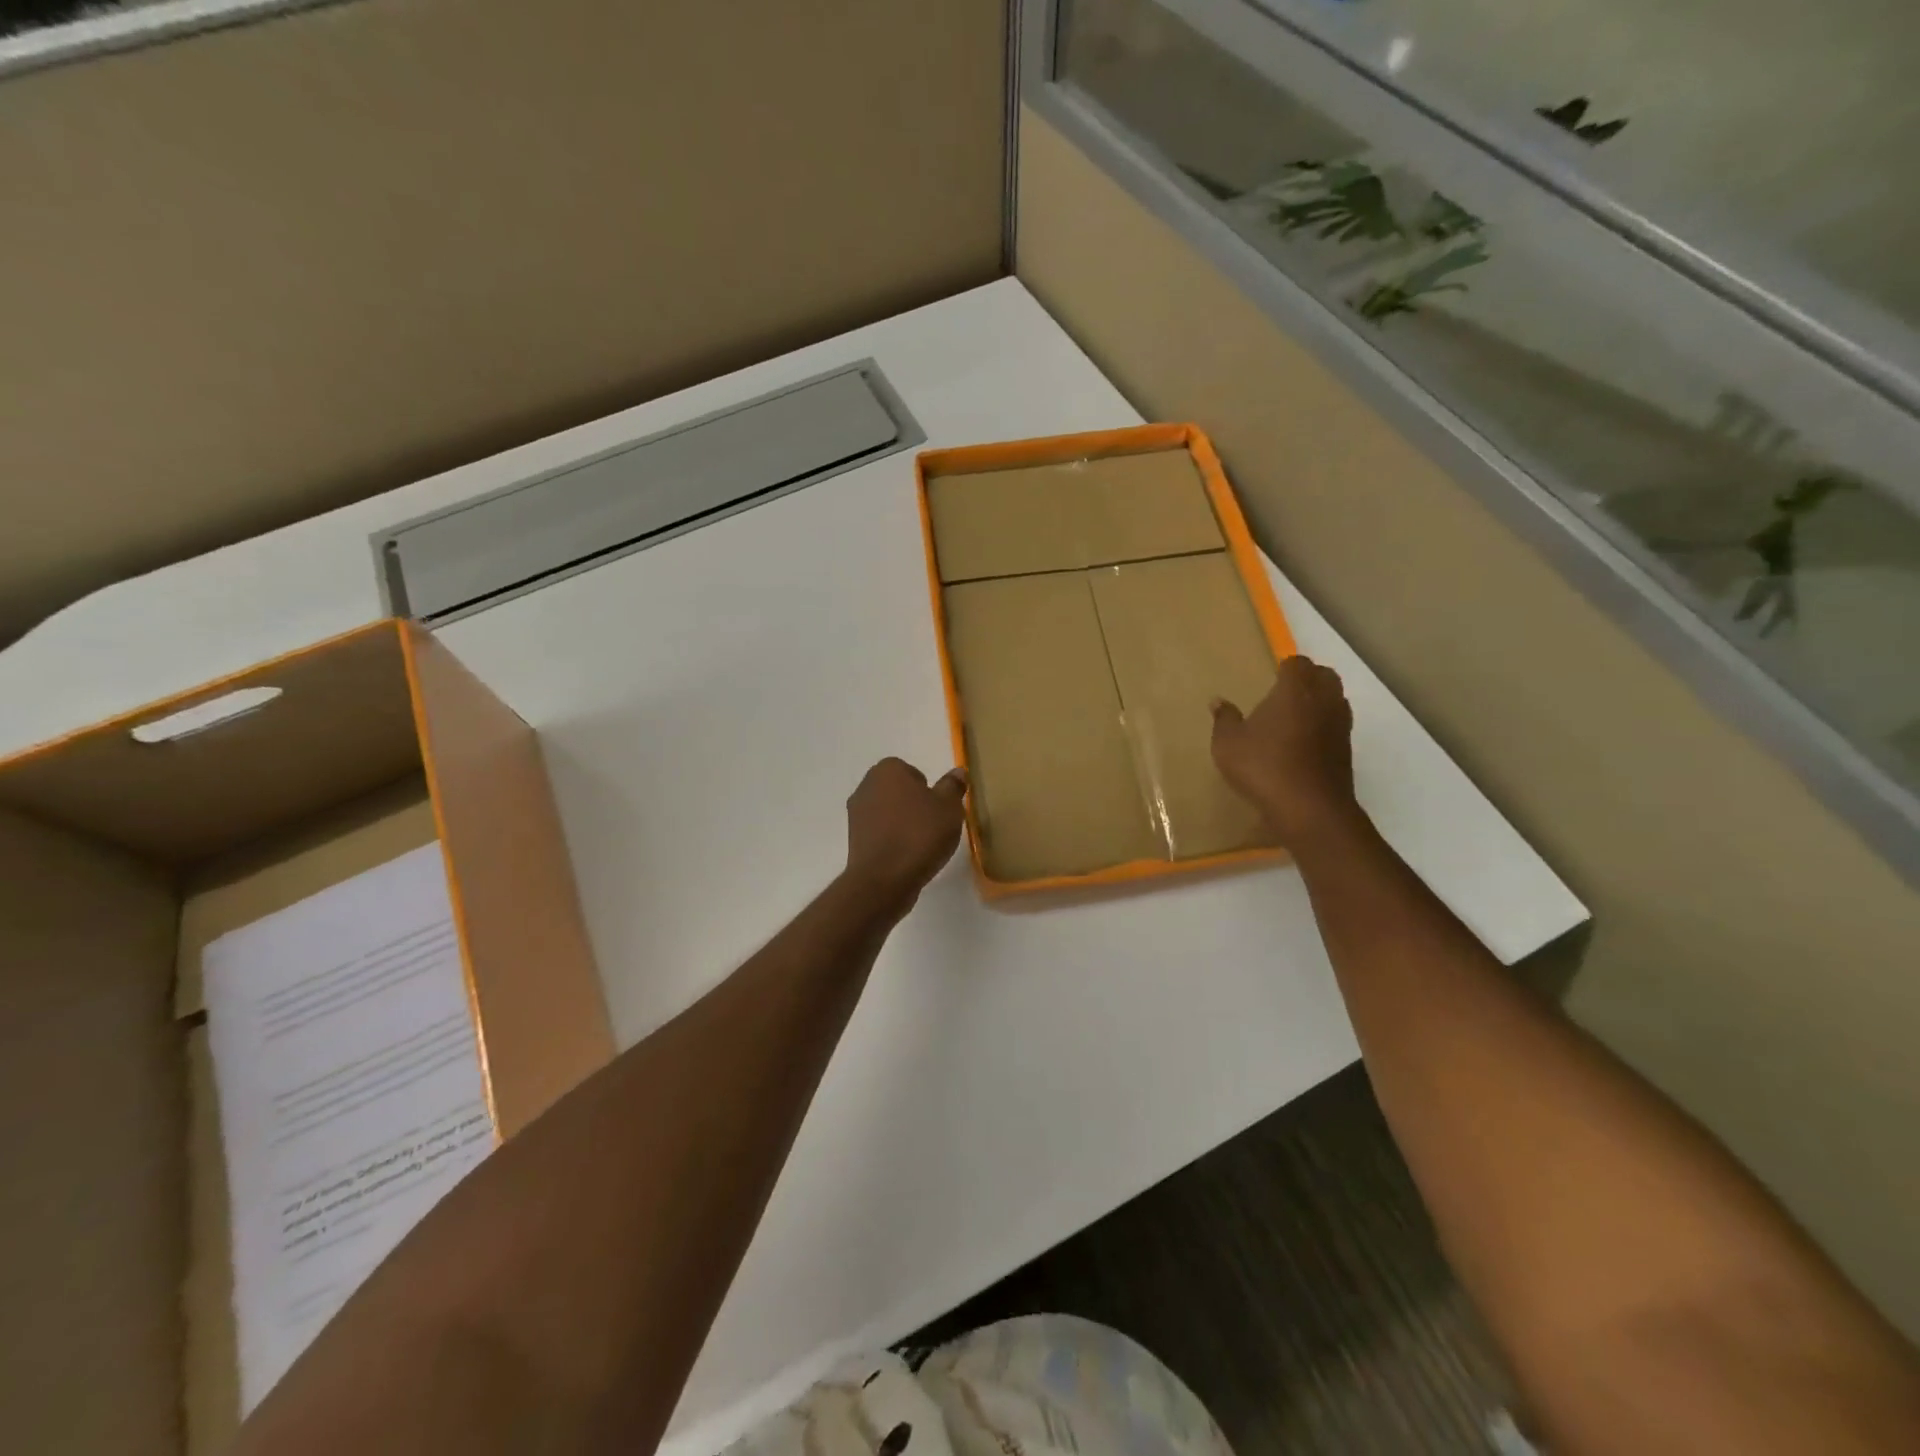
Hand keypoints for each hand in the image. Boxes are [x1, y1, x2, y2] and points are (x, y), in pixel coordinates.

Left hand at [844, 758, 967, 911]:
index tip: (938, 809)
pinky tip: (906, 857)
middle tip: (933, 825)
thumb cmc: (919, 834)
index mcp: (888, 770)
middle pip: (897, 791)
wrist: (884, 879)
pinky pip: (879, 833)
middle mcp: (866, 786)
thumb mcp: (949, 808)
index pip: (911, 771)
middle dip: (914, 805)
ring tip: (921, 844)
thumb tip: (958, 771)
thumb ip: (953, 787)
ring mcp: (856, 814)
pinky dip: (891, 840)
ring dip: (902, 823)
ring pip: (887, 812)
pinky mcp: (853, 840)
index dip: (927, 789)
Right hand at [1211, 656, 1362, 846]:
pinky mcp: (1346, 750)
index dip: (1285, 667)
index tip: (1270, 678)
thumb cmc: (1264, 767)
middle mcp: (1323, 700)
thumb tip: (1218, 701)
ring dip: (1318, 702)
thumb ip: (1224, 719)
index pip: (1297, 663)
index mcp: (1294, 690)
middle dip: (1307, 679)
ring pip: (1334, 699)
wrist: (1309, 809)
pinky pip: (1336, 726)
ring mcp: (1339, 726)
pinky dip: (1323, 727)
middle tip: (1283, 693)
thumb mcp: (1228, 744)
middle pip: (1324, 675)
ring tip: (1293, 717)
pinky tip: (1302, 744)